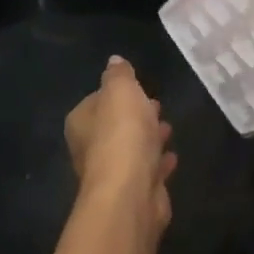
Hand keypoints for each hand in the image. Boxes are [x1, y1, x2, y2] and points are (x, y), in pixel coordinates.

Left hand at [64, 56, 176, 239]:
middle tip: (157, 106)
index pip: (97, 100)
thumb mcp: (121, 91)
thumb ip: (118, 75)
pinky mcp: (133, 192)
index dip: (118, 93)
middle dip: (135, 116)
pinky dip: (159, 162)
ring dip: (149, 139)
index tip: (139, 88)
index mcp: (81, 123)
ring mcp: (112, 173)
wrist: (130, 191)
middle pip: (115, 126)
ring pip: (133, 149)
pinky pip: (148, 170)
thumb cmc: (122, 134)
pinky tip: (172, 157)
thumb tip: (114, 61)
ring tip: (169, 128)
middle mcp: (90, 149)